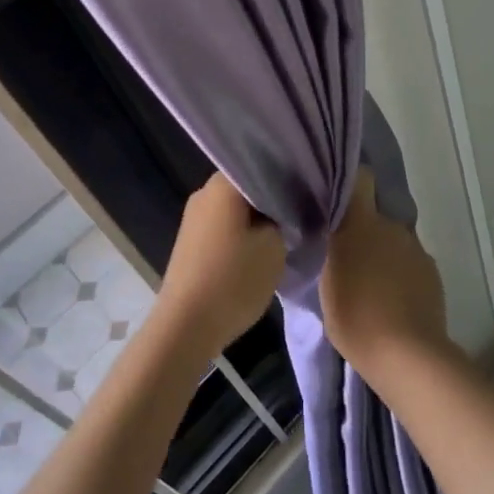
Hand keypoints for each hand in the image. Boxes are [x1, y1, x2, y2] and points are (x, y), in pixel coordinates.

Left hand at [155, 172, 286, 361]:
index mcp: (223, 185)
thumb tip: (281, 212)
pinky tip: (259, 250)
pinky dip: (241, 234)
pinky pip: (223, 227)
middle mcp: (204, 193)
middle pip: (247, 187)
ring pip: (235, 209)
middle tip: (300, 213)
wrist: (185, 327)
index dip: (288, 177)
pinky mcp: (190, 243)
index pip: (262, 166)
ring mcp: (193, 219)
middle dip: (272, 200)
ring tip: (284, 234)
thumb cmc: (234, 279)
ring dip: (257, 219)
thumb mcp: (275, 245)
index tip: (307, 191)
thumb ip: (283, 218)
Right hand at [320, 168, 450, 383]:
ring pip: (393, 241)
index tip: (339, 196)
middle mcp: (393, 227)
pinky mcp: (432, 271)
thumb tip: (335, 238)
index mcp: (362, 223)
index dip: (351, 183)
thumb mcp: (327, 283)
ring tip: (372, 284)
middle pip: (376, 216)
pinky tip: (393, 300)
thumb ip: (332, 252)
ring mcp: (416, 248)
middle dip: (364, 230)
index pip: (360, 179)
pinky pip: (410, 263)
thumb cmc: (355, 317)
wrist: (406, 354)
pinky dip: (401, 274)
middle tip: (349, 256)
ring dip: (383, 254)